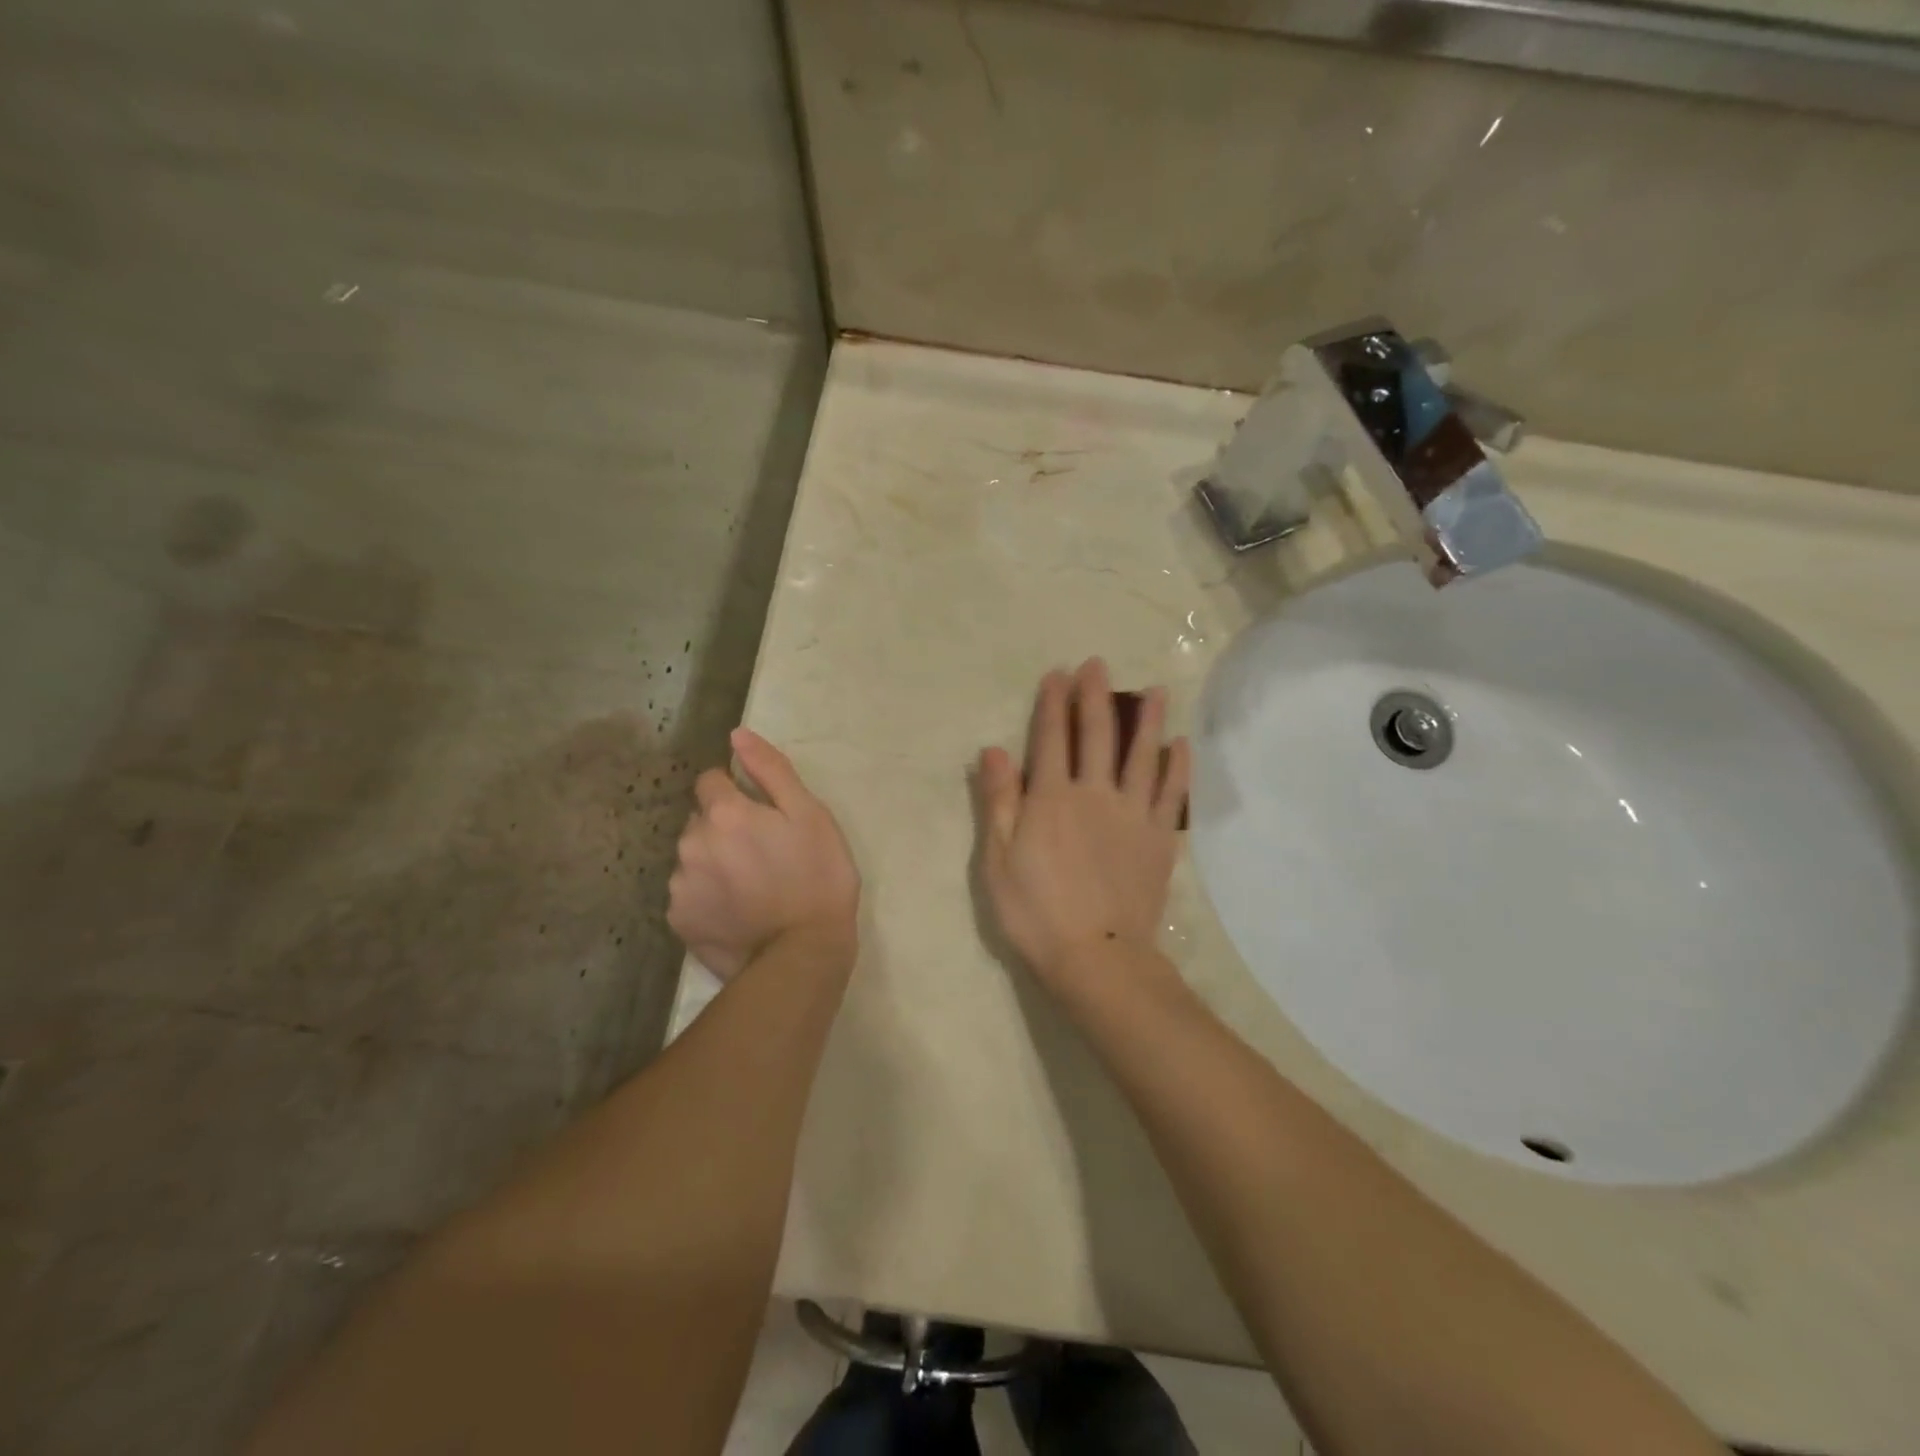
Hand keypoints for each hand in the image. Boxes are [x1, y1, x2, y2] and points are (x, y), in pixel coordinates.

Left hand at [669, 729, 859, 981]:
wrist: (804, 953)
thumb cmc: (818, 876)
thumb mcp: (810, 814)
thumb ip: (771, 770)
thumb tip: (737, 735)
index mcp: (724, 813)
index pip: (710, 780)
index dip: (736, 791)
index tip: (762, 814)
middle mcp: (691, 843)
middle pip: (700, 820)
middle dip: (723, 827)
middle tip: (761, 852)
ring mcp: (680, 885)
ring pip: (692, 857)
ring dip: (712, 861)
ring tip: (749, 885)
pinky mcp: (678, 920)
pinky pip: (688, 894)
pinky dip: (706, 895)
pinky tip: (735, 910)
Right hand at [975, 659, 1189, 985]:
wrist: (1095, 956)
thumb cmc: (1035, 910)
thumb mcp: (998, 858)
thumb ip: (999, 801)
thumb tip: (994, 750)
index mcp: (1052, 798)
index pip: (1051, 739)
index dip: (1053, 704)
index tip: (1057, 675)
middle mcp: (1094, 794)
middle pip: (1097, 736)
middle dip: (1095, 697)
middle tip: (1097, 665)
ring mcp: (1132, 814)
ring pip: (1141, 755)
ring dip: (1146, 720)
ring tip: (1154, 689)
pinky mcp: (1159, 838)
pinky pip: (1171, 793)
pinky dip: (1176, 766)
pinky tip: (1180, 744)